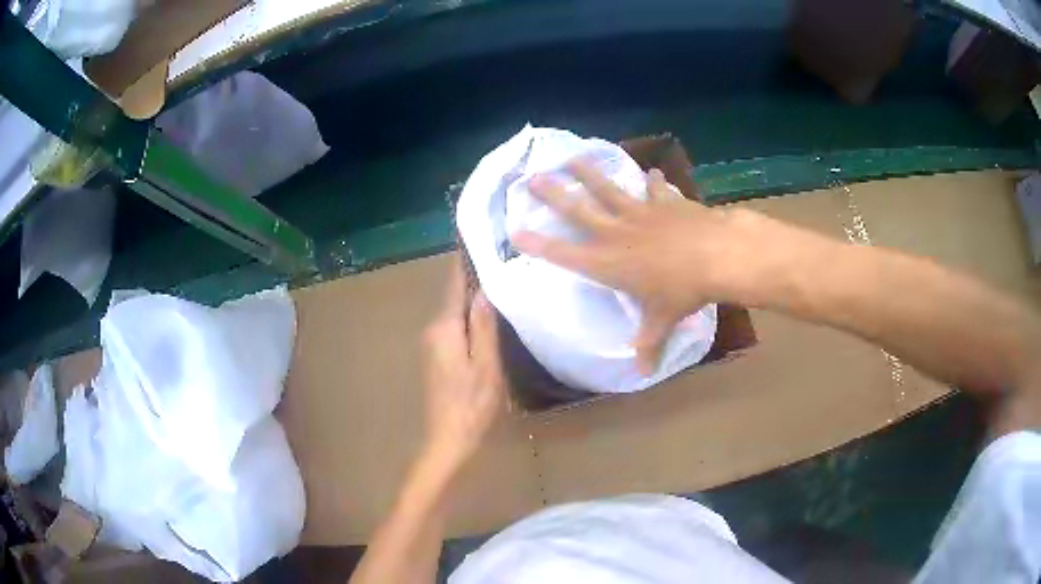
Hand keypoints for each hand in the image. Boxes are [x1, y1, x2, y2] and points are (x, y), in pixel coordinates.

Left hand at [421, 255, 506, 470]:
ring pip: (455, 313)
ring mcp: (432, 344)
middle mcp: (433, 330)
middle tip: (502, 262)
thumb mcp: (485, 365)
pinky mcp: (437, 357)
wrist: (447, 438)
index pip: (455, 285)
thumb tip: (485, 290)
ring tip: (501, 284)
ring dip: (473, 300)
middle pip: (455, 297)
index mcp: (444, 328)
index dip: (465, 262)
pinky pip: (454, 327)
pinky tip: (488, 319)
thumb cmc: (471, 404)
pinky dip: (469, 318)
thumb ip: (484, 326)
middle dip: (474, 279)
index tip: (474, 237)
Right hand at [511, 159, 766, 373]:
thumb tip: (642, 373)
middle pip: (577, 210)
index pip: (564, 254)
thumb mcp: (663, 320)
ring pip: (608, 189)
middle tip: (532, 178)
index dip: (538, 244)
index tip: (515, 231)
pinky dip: (653, 181)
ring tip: (572, 158)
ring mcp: (640, 213)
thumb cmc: (683, 291)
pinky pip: (655, 189)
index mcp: (608, 263)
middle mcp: (616, 233)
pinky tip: (652, 171)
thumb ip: (649, 344)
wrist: (716, 255)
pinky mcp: (665, 202)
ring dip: (589, 173)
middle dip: (552, 194)